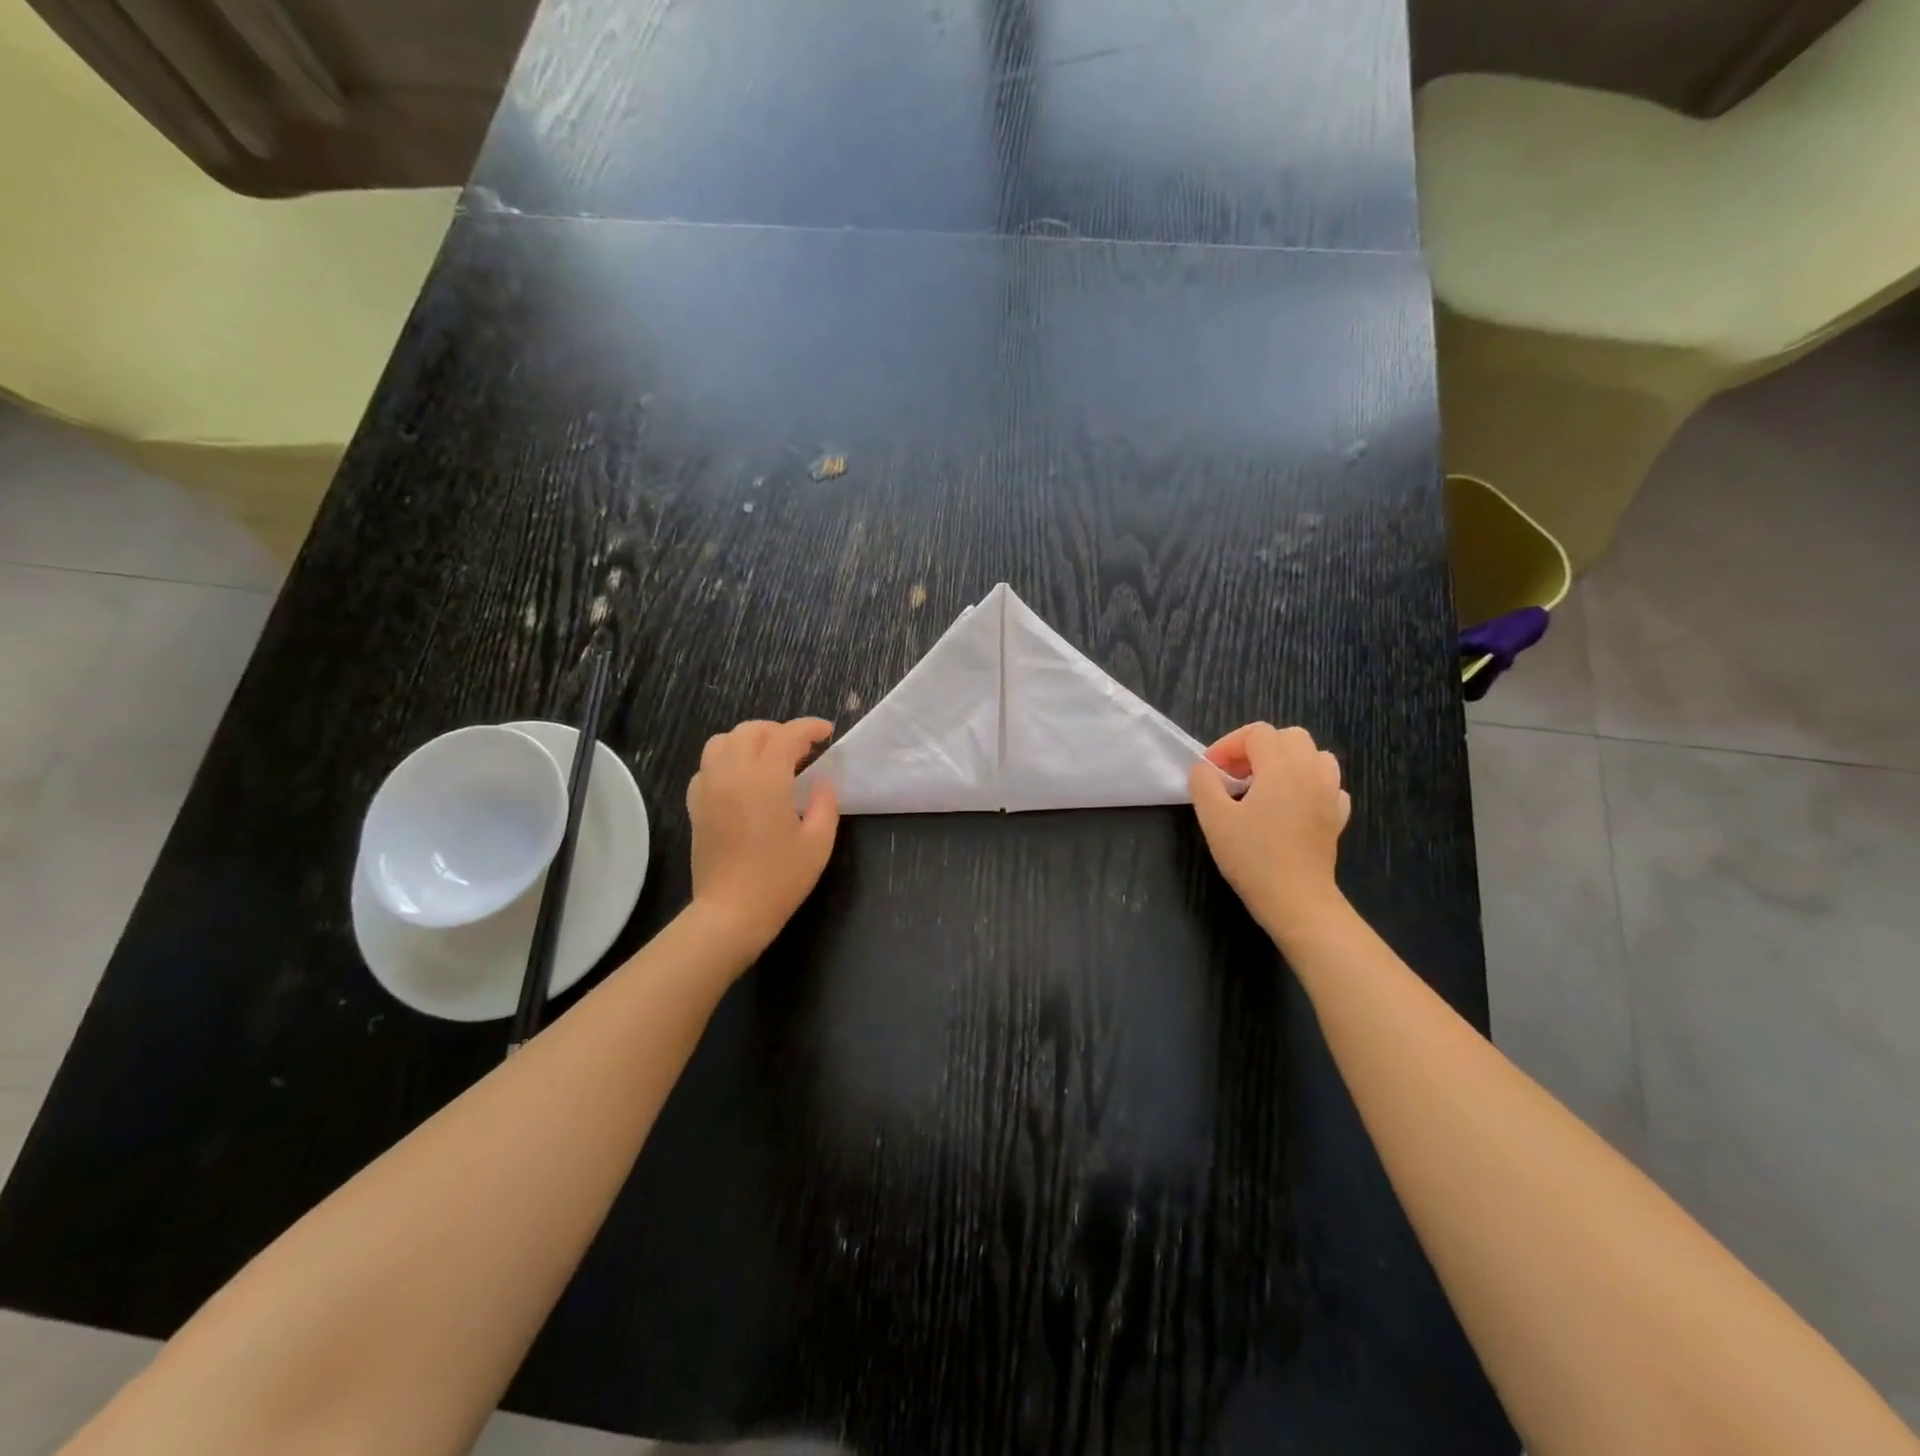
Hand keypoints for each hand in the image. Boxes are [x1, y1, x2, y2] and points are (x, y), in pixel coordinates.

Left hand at [686, 719, 839, 957]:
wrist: (731, 912)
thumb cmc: (780, 878)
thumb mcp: (818, 842)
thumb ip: (825, 802)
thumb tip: (822, 781)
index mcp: (766, 778)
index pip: (787, 735)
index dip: (810, 728)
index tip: (827, 733)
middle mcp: (732, 773)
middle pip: (752, 731)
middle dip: (779, 732)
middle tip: (801, 750)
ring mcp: (709, 787)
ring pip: (723, 741)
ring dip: (749, 741)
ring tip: (769, 759)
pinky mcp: (696, 805)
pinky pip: (707, 766)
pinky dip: (727, 761)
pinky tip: (743, 781)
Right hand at [1189, 723, 1350, 943]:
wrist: (1296, 899)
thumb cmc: (1252, 855)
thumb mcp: (1214, 817)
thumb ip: (1204, 783)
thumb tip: (1204, 768)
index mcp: (1281, 765)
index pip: (1256, 733)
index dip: (1228, 745)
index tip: (1210, 770)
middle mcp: (1311, 770)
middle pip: (1288, 737)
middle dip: (1258, 748)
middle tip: (1234, 775)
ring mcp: (1330, 793)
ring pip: (1314, 756)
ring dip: (1287, 761)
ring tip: (1263, 785)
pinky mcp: (1337, 816)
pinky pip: (1327, 785)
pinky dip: (1307, 785)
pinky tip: (1290, 805)